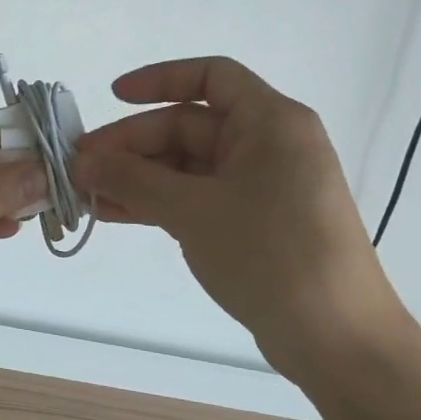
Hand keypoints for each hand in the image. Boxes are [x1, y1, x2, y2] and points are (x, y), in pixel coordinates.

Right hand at [72, 58, 405, 383]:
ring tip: (87, 194)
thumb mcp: (194, 211)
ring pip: (187, 166)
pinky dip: (158, 202)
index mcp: (270, 122)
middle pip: (189, 126)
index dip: (159, 79)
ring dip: (138, 178)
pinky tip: (115, 214)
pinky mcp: (253, 223)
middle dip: (132, 145)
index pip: (211, 76)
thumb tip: (83, 163)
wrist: (339, 343)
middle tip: (81, 167)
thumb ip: (133, 180)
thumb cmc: (271, 255)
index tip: (112, 97)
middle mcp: (268, 145)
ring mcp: (261, 186)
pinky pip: (196, 197)